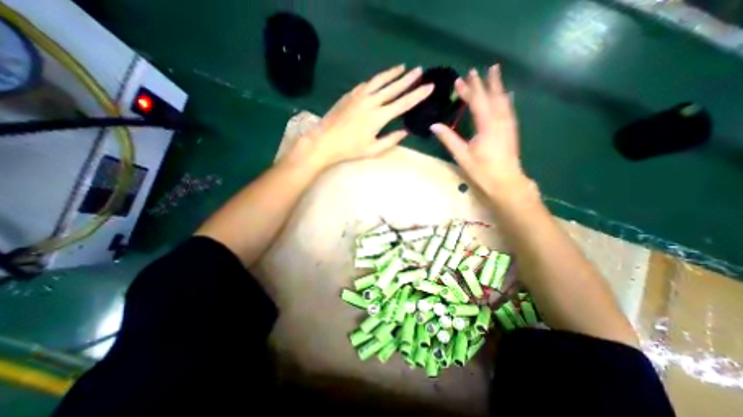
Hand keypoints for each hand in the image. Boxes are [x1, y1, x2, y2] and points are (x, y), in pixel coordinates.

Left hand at [284, 64, 436, 171]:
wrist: (325, 140)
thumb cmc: (350, 149)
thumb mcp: (373, 150)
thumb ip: (390, 140)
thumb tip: (404, 132)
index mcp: (378, 117)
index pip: (403, 103)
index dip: (417, 95)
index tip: (429, 86)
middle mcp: (371, 102)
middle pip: (393, 87)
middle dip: (408, 79)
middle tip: (420, 70)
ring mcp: (359, 96)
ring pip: (379, 81)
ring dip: (392, 73)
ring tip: (402, 67)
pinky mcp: (350, 94)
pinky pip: (367, 84)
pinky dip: (376, 79)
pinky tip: (380, 78)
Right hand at [431, 65, 526, 196]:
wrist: (506, 181)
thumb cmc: (482, 170)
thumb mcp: (462, 155)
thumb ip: (448, 139)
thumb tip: (434, 126)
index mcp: (487, 125)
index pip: (477, 101)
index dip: (467, 90)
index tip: (459, 80)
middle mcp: (500, 120)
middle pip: (491, 96)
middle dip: (482, 83)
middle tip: (474, 70)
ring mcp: (508, 124)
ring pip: (503, 99)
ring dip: (497, 85)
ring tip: (494, 72)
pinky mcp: (512, 129)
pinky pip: (509, 108)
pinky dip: (505, 98)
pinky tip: (506, 94)